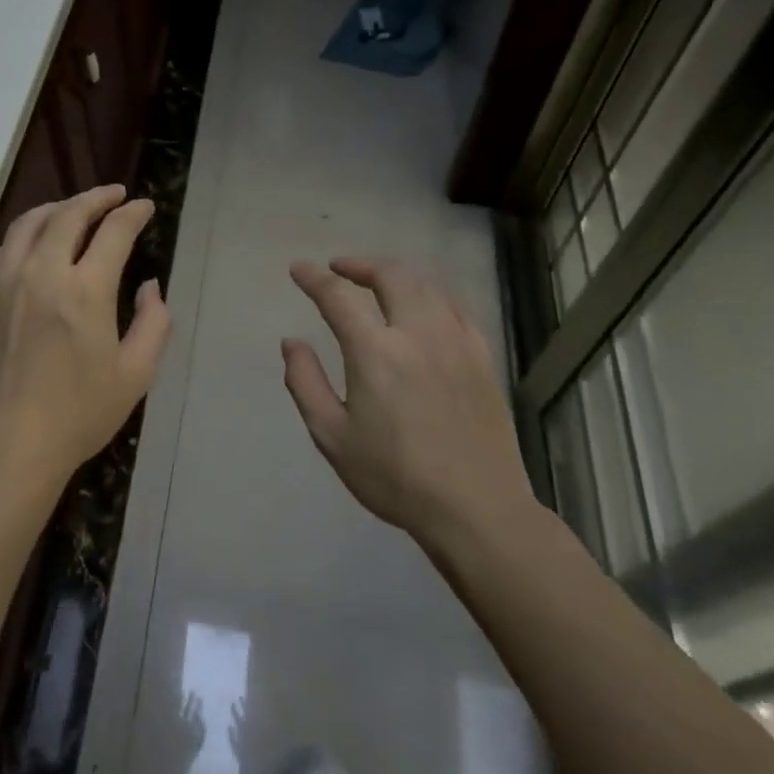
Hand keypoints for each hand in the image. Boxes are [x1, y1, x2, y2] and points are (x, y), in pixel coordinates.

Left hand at [0, 185, 171, 497]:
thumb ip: (153, 323)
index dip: (133, 213)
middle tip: (113, 196)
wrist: (4, 448)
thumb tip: (150, 286)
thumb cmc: (77, 416)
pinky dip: (22, 238)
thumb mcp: (135, 375)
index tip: (145, 207)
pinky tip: (31, 246)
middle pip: (69, 214)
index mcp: (85, 290)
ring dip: (57, 208)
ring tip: (73, 210)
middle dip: (96, 198)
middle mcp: (41, 273)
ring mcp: (1, 282)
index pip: (114, 231)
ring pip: (28, 224)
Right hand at [281, 257, 533, 542]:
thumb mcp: (332, 436)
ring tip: (377, 283)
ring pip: (426, 287)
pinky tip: (424, 306)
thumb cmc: (394, 477)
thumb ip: (305, 382)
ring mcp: (456, 343)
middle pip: (390, 276)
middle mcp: (417, 334)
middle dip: (359, 264)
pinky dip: (431, 295)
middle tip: (338, 268)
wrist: (476, 509)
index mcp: (376, 352)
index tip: (298, 270)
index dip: (313, 278)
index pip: (338, 297)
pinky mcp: (482, 358)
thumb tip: (291, 342)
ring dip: (395, 276)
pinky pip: (456, 308)